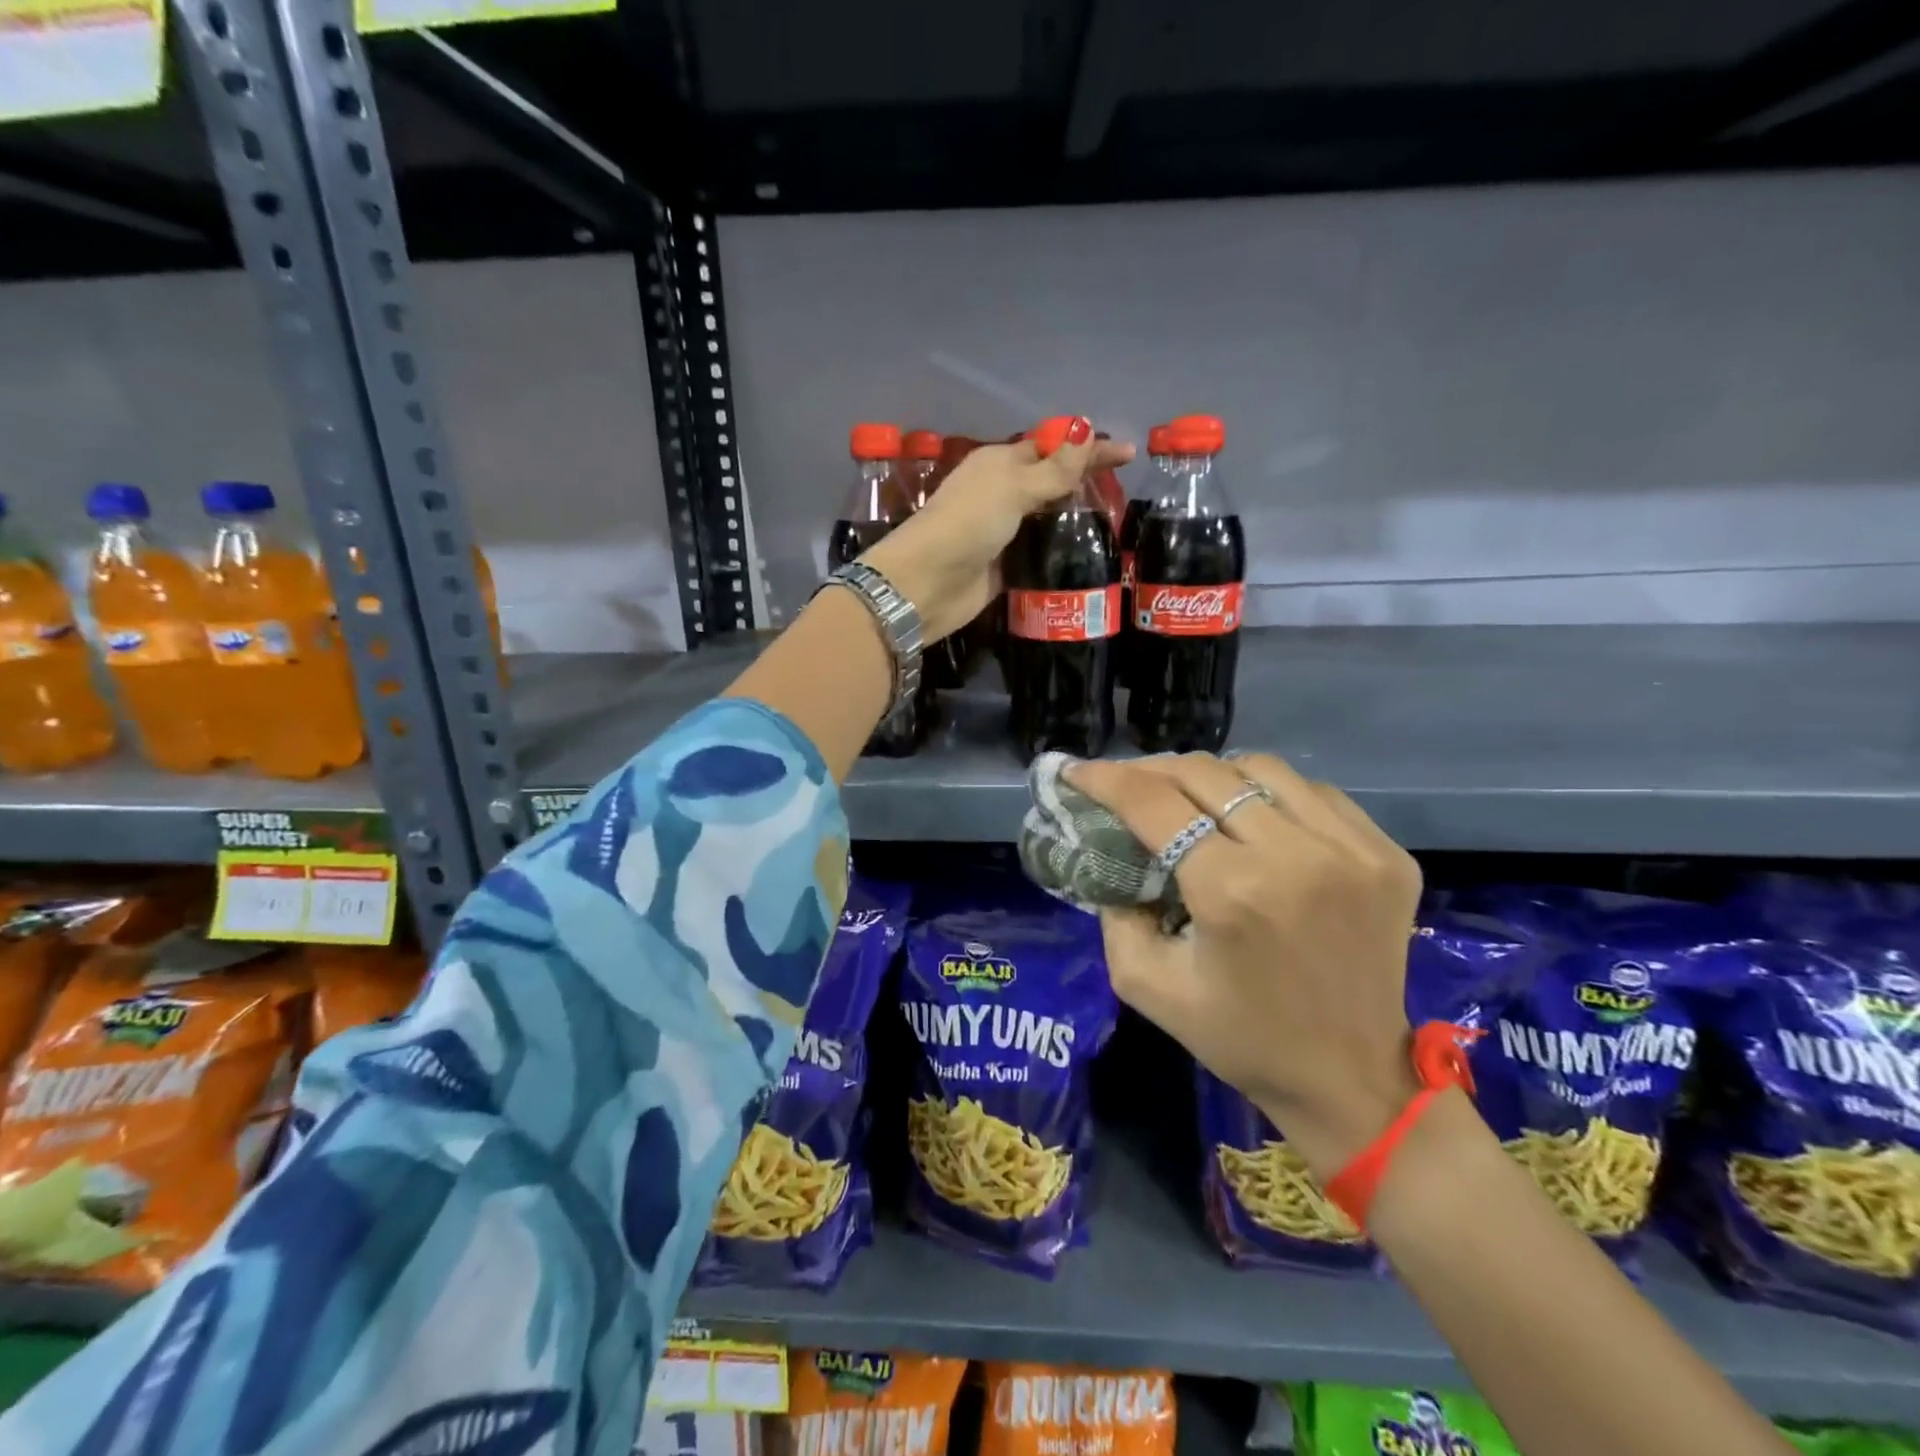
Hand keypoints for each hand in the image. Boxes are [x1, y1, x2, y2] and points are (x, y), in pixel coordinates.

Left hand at [860, 419, 1133, 643]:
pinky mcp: (1005, 567)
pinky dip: (1060, 553)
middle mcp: (1001, 494)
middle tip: (1125, 494)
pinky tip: (1089, 557)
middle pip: (1050, 484)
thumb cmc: (968, 524)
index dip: (1088, 449)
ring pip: (1046, 520)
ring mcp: (1003, 532)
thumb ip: (1054, 469)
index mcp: (1000, 464)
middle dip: (1084, 485)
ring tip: (1116, 527)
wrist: (927, 584)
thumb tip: (1087, 435)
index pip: (1051, 448)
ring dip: (1075, 522)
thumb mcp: (1013, 488)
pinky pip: (1039, 554)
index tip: (1129, 454)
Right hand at [1066, 752, 1422, 1178]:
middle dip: (1150, 770)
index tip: (1075, 771)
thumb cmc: (1241, 1039)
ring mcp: (1351, 848)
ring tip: (1186, 794)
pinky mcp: (1385, 853)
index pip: (1155, 803)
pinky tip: (1250, 815)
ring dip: (1210, 774)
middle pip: (1204, 773)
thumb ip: (1114, 912)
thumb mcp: (1146, 984)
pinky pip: (1312, 792)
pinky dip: (1268, 793)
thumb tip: (1110, 852)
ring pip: (1260, 769)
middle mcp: (1296, 855)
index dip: (1106, 779)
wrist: (1351, 1079)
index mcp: (1232, 892)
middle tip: (1124, 782)